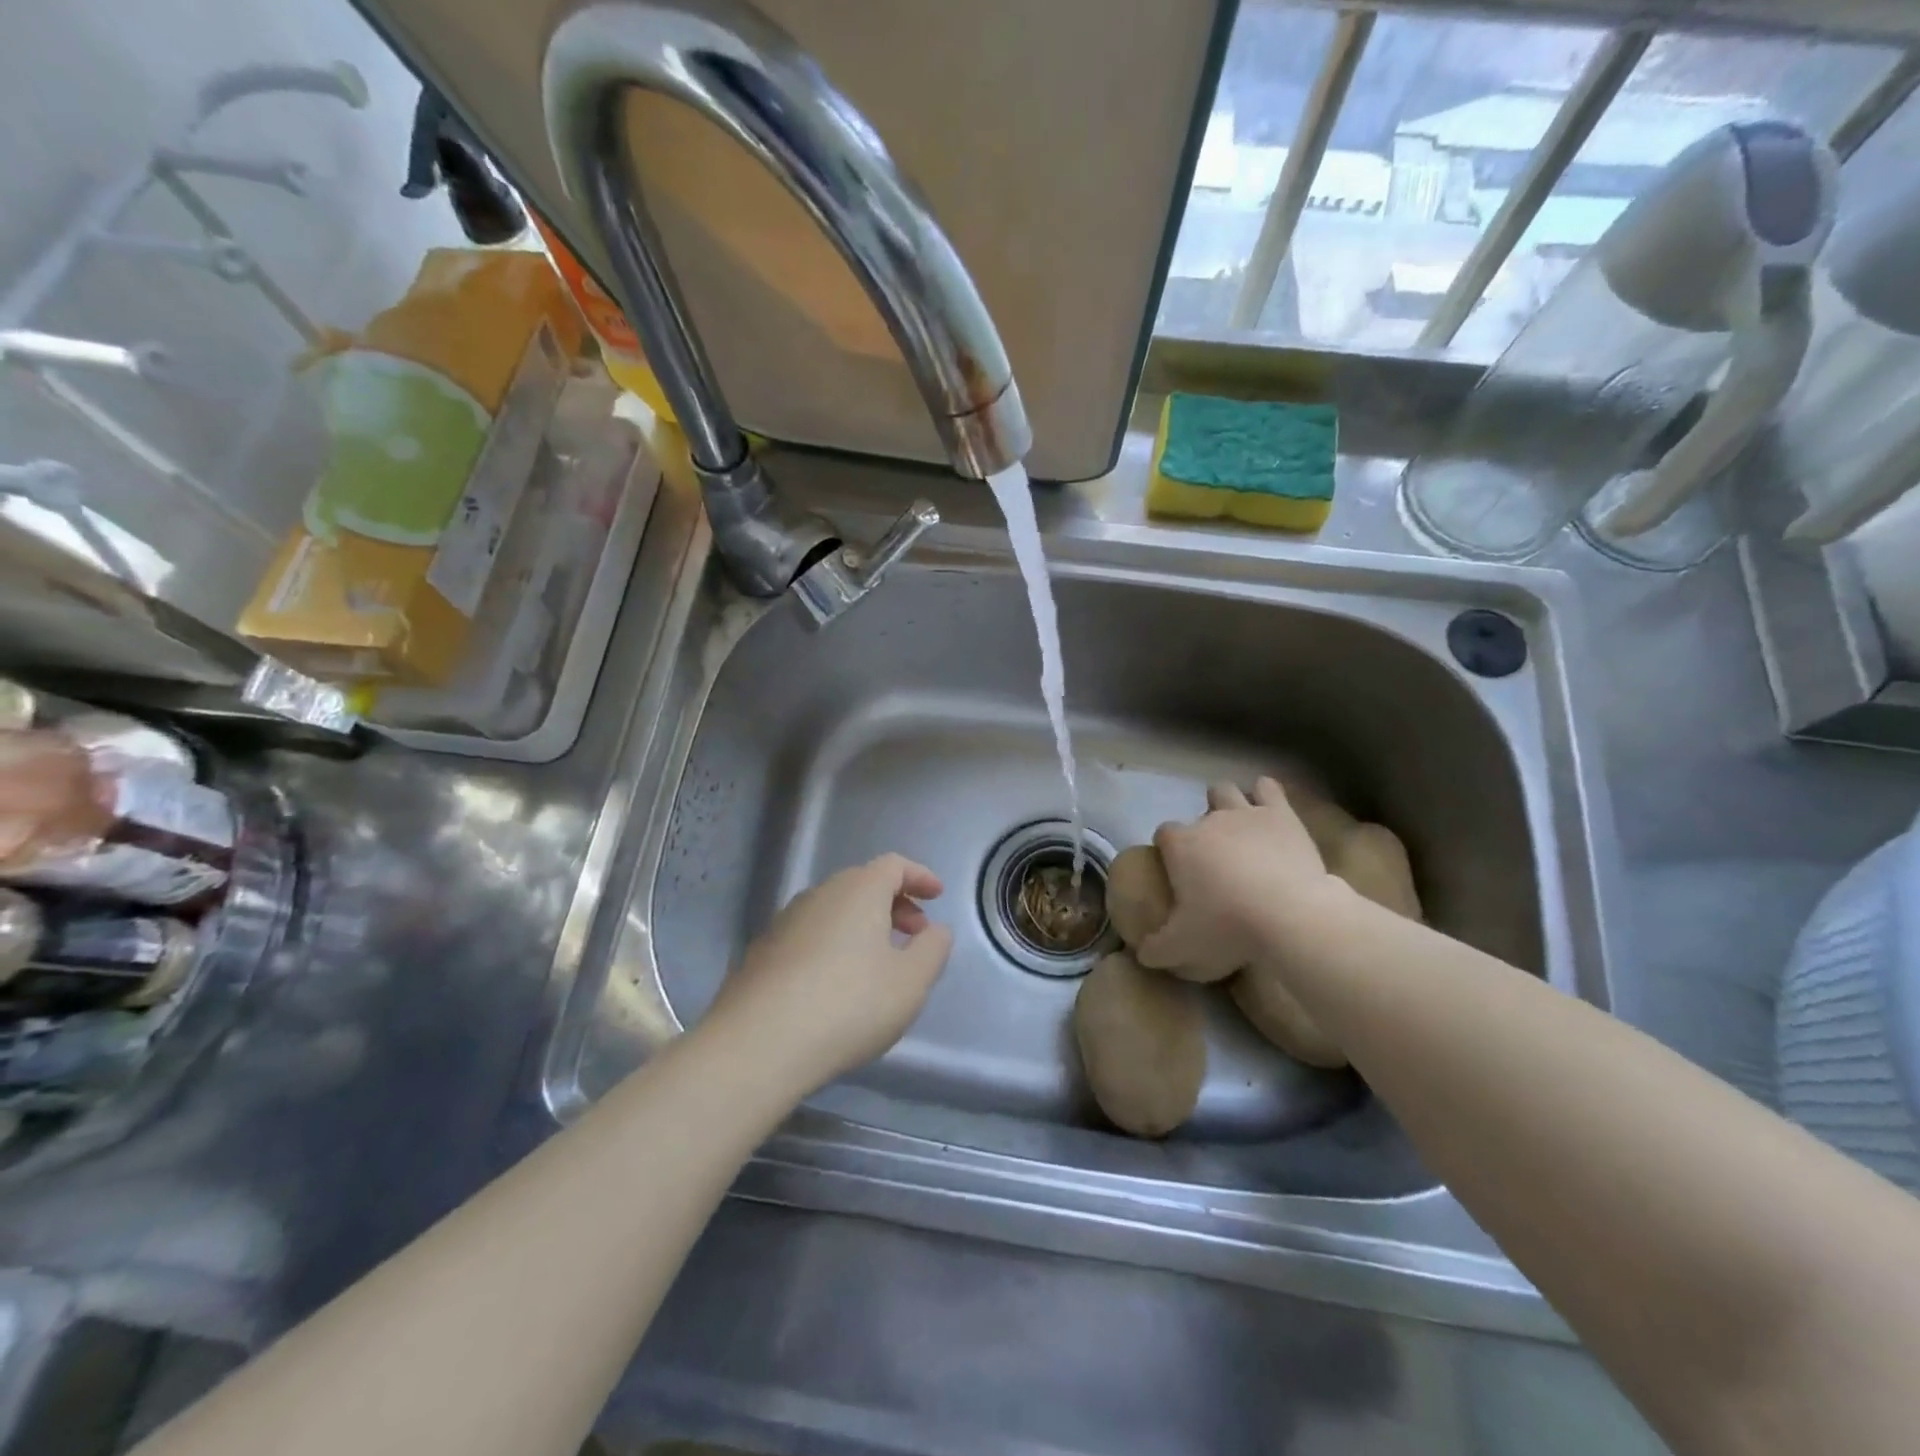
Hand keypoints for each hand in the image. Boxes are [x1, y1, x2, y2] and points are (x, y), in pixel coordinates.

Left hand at [705, 853, 953, 1095]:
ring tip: (879, 963)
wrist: (758, 1044)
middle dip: (894, 904)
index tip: (937, 896)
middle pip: (863, 884)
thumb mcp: (910, 982)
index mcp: (858, 890)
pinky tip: (837, 985)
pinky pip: (810, 935)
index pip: (894, 865)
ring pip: (834, 910)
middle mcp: (819, 894)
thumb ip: (933, 949)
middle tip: (914, 935)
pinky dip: (834, 945)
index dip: (919, 876)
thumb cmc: (848, 1005)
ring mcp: (785, 922)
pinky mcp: (762, 952)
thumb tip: (935, 929)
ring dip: (863, 926)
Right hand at [1136, 778, 1338, 976]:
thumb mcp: (1183, 947)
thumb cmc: (1228, 926)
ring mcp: (1246, 813)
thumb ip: (1157, 949)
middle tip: (1215, 858)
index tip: (1178, 870)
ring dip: (1229, 804)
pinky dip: (1266, 795)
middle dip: (1203, 828)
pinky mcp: (1282, 814)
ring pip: (1227, 791)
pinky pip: (1268, 789)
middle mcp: (1209, 820)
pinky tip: (1268, 810)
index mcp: (1181, 845)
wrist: (1290, 915)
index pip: (1164, 834)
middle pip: (1197, 813)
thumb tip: (1142, 954)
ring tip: (1238, 828)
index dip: (1169, 849)